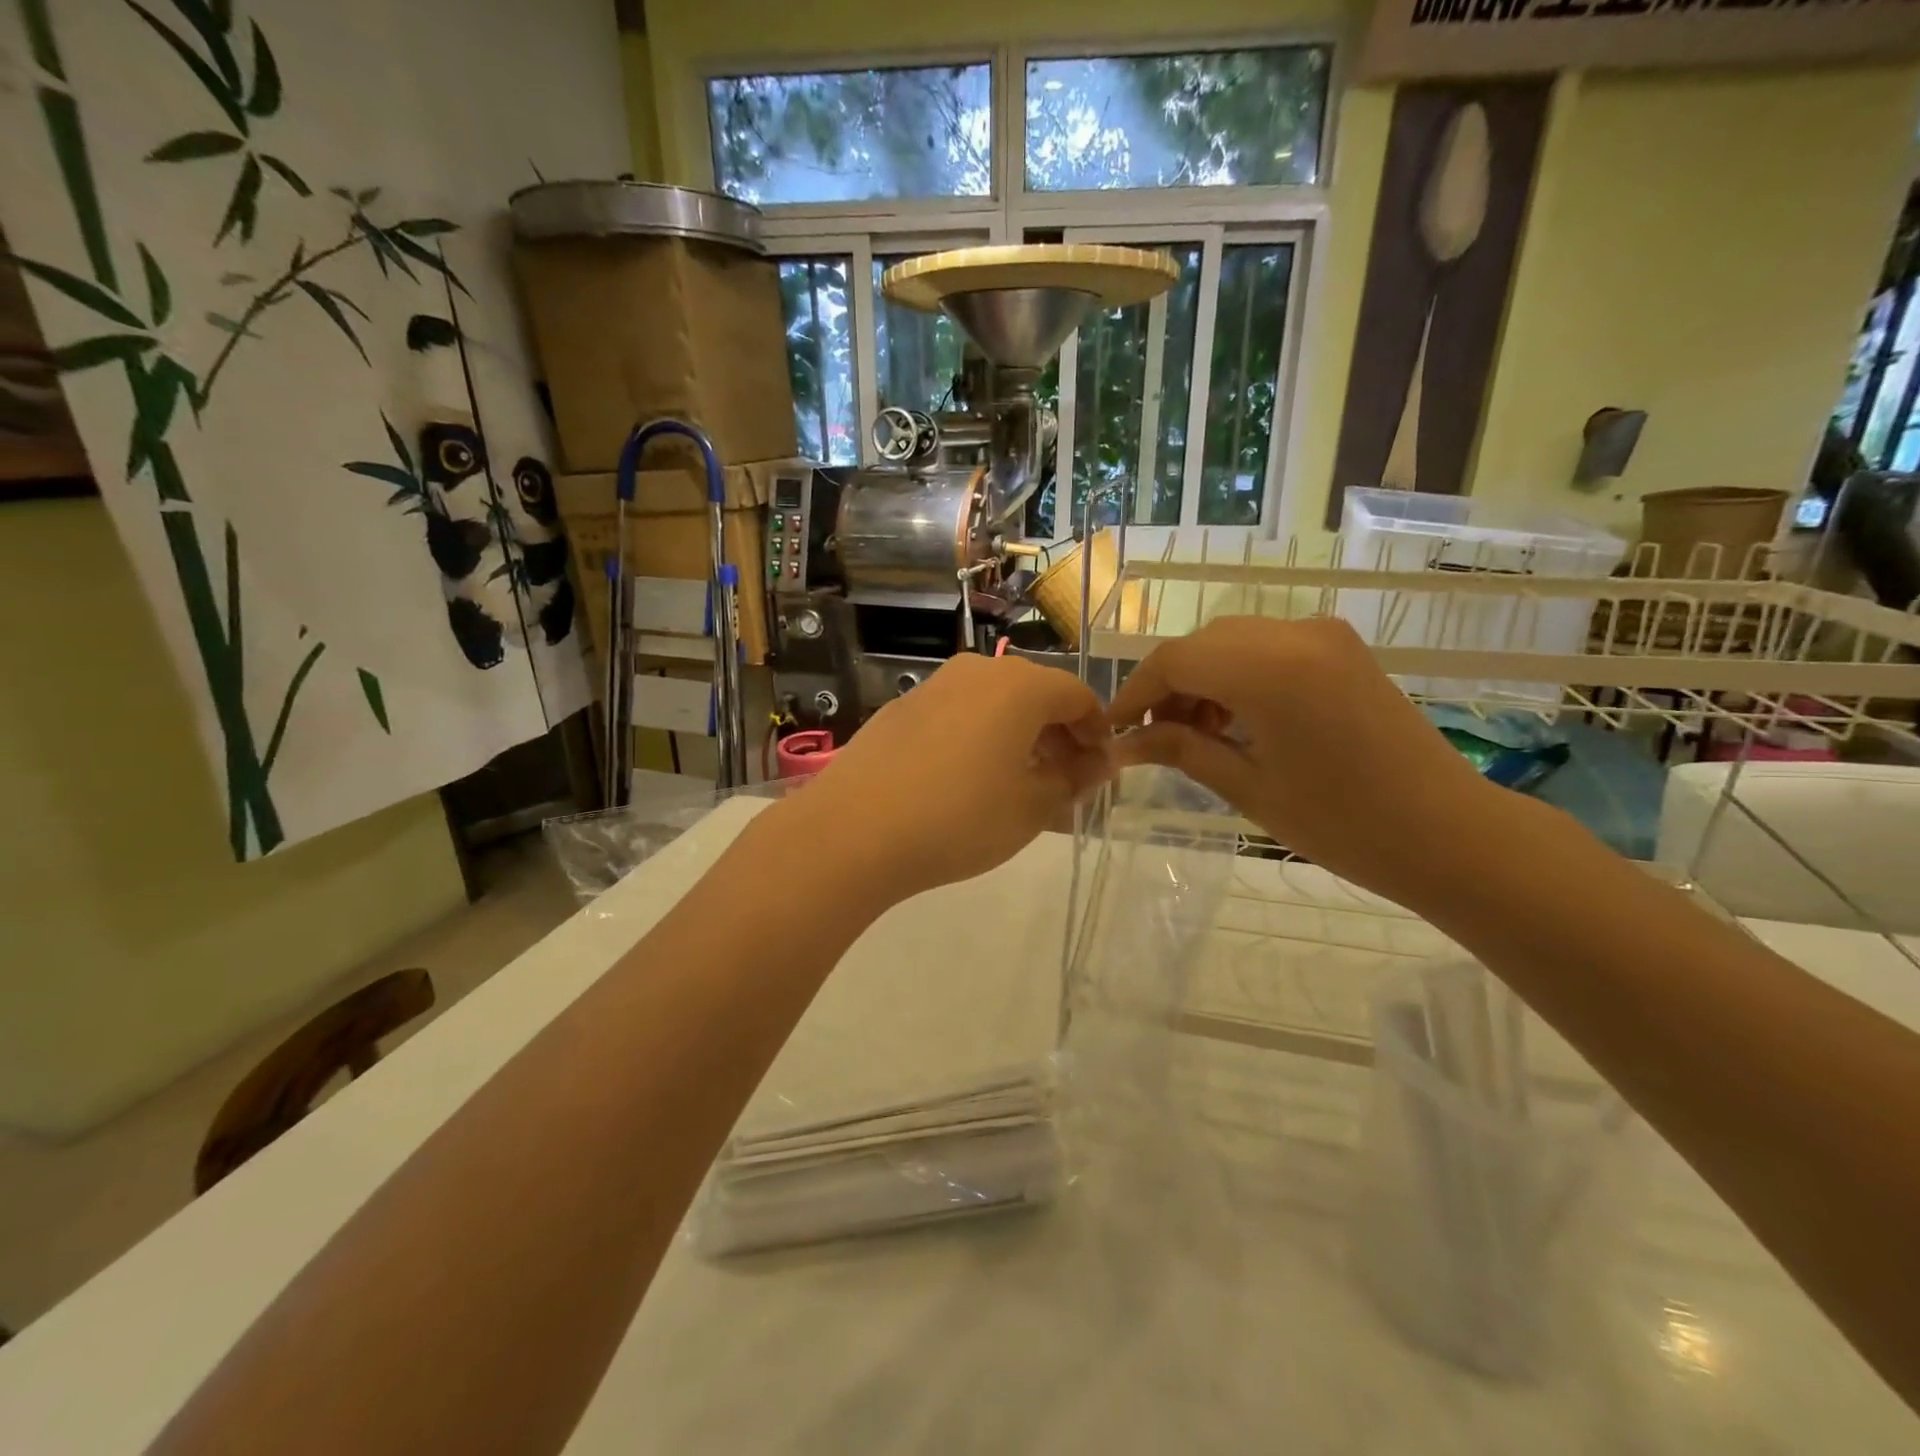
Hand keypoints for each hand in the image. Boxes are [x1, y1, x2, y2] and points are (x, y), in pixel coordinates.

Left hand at [777, 653, 1110, 907]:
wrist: (854, 830)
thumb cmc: (959, 819)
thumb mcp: (1031, 808)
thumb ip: (1073, 779)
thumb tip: (1097, 763)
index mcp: (1019, 686)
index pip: (1077, 696)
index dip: (1097, 731)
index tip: (1099, 769)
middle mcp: (978, 671)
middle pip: (1035, 693)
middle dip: (1058, 733)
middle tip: (1064, 778)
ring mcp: (934, 686)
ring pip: (993, 702)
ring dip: (1017, 735)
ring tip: (1017, 781)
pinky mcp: (901, 708)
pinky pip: (957, 713)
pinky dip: (978, 736)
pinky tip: (966, 778)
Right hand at [1109, 616, 1498, 905]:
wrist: (1448, 833)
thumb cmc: (1342, 823)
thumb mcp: (1248, 786)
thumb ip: (1181, 749)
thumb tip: (1124, 742)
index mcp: (1269, 668)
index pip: (1175, 660)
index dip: (1135, 692)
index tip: (1113, 730)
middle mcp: (1294, 634)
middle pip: (1202, 644)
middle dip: (1168, 686)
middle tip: (1153, 738)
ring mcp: (1324, 636)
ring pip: (1233, 641)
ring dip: (1203, 679)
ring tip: (1195, 734)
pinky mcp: (1342, 648)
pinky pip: (1268, 646)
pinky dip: (1238, 674)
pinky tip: (1236, 719)